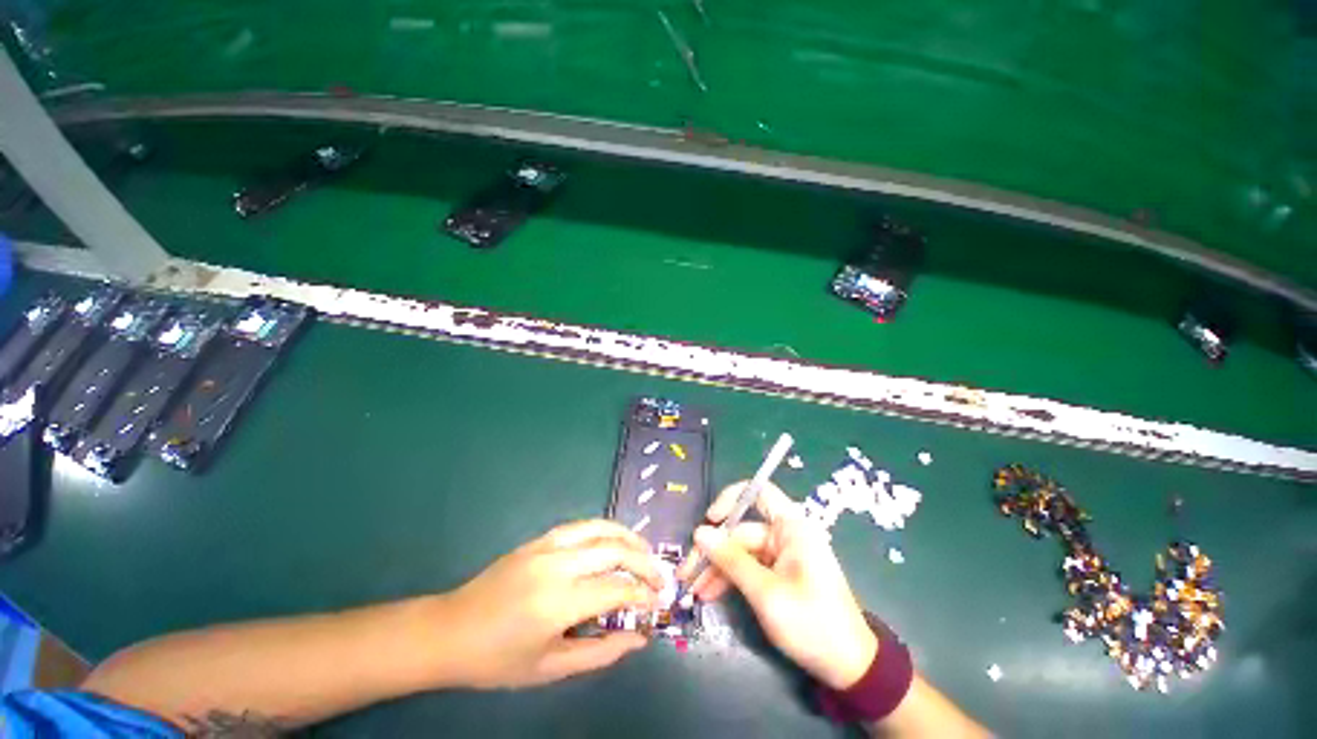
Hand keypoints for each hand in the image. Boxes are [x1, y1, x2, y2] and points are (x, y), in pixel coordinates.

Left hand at [442, 519, 662, 688]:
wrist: (450, 630)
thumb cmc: (497, 660)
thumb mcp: (550, 668)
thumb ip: (600, 653)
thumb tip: (639, 638)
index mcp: (557, 603)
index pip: (616, 589)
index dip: (642, 595)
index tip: (657, 603)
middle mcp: (556, 566)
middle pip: (614, 551)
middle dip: (644, 562)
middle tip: (659, 576)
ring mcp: (547, 546)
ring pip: (600, 529)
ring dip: (628, 537)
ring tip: (645, 550)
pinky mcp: (539, 539)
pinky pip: (581, 526)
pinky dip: (605, 529)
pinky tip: (614, 540)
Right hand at [682, 481, 877, 689]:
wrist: (849, 668)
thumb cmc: (812, 624)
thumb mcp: (766, 593)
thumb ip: (731, 560)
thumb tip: (699, 533)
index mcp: (791, 527)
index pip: (758, 492)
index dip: (731, 498)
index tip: (710, 520)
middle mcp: (785, 535)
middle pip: (741, 530)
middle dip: (713, 550)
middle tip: (686, 572)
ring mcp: (781, 555)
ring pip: (741, 552)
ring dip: (716, 568)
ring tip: (692, 589)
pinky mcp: (779, 574)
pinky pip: (749, 568)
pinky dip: (730, 579)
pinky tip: (709, 594)